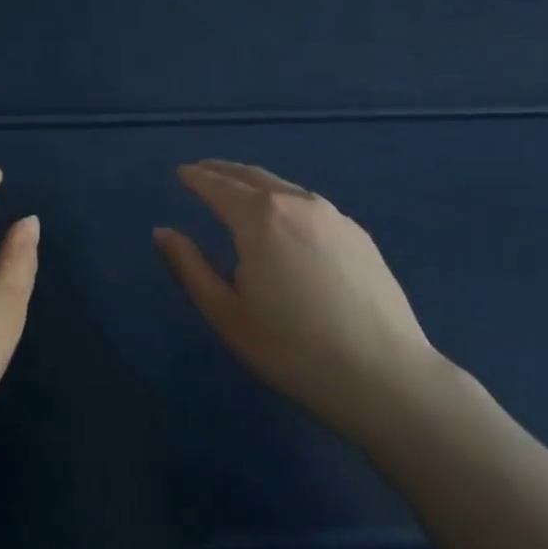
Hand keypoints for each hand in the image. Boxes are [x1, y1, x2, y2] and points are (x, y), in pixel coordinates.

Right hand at [154, 160, 445, 445]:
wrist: (384, 377)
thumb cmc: (293, 349)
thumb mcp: (227, 314)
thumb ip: (190, 267)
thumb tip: (163, 232)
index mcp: (259, 217)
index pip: (218, 185)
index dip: (196, 177)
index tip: (181, 173)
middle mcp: (297, 203)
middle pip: (252, 176)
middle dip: (223, 171)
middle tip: (202, 172)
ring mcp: (334, 216)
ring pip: (284, 187)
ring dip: (255, 184)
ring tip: (239, 192)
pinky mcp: (359, 235)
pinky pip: (311, 205)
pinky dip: (286, 201)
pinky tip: (285, 220)